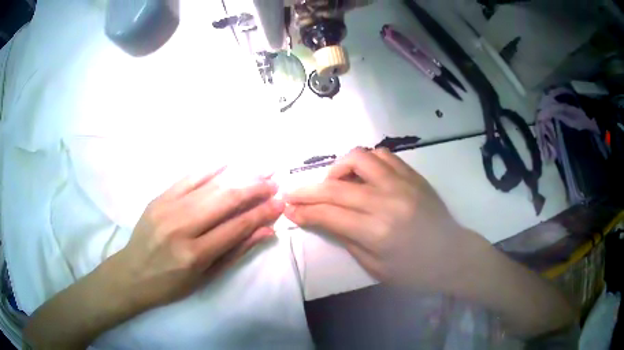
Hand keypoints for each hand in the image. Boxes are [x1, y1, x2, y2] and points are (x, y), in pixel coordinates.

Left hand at [114, 168, 283, 310]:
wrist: (132, 273)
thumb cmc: (171, 284)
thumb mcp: (206, 277)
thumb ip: (235, 251)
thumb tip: (266, 231)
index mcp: (194, 254)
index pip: (236, 227)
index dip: (261, 213)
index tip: (280, 203)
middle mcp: (181, 227)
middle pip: (224, 200)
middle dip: (254, 189)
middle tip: (274, 182)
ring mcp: (167, 208)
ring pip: (209, 186)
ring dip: (238, 176)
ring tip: (260, 169)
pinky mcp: (158, 198)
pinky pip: (187, 178)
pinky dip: (209, 168)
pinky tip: (227, 161)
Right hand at [284, 148, 486, 292]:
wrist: (452, 256)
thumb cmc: (414, 271)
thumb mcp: (374, 267)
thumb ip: (346, 238)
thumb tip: (320, 218)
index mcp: (376, 232)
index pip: (328, 214)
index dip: (303, 211)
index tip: (287, 209)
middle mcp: (386, 201)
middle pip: (335, 186)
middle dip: (307, 190)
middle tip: (292, 193)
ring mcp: (402, 183)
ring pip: (358, 158)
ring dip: (337, 169)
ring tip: (334, 183)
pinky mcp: (413, 175)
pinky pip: (382, 155)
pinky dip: (365, 161)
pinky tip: (363, 175)